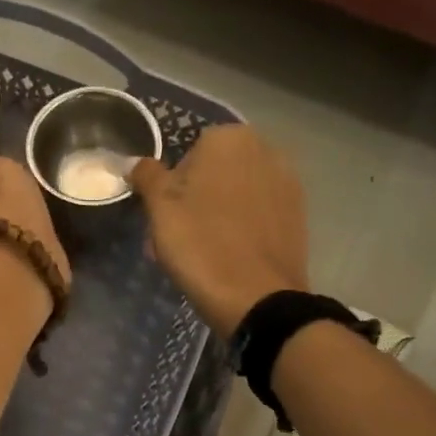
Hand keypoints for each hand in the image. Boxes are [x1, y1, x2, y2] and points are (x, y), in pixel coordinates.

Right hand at [130, 125, 308, 334]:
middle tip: (179, 236)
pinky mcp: (299, 213)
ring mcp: (287, 181)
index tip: (164, 217)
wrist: (257, 297)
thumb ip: (147, 175)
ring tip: (204, 250)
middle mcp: (265, 149)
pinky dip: (242, 227)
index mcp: (229, 138)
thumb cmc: (200, 244)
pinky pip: (258, 213)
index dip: (170, 187)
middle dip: (196, 198)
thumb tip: (136, 162)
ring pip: (237, 193)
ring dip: (218, 212)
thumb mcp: (160, 208)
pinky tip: (231, 255)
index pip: (186, 154)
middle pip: (215, 172)